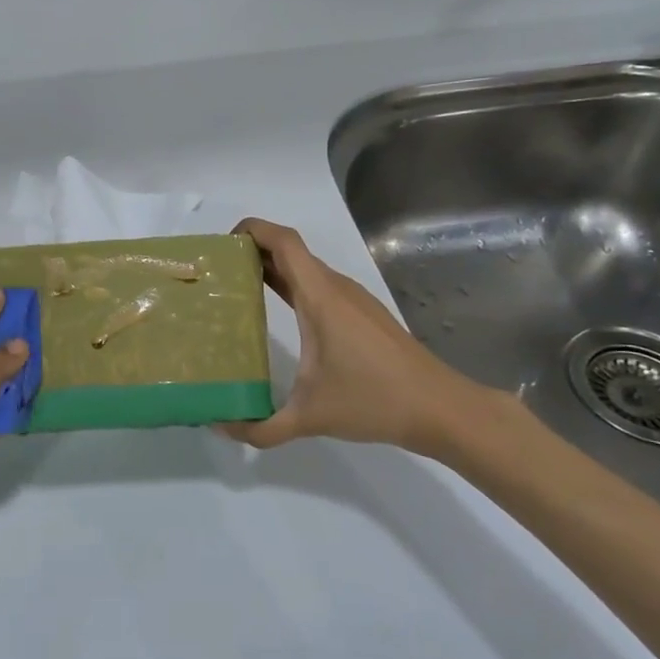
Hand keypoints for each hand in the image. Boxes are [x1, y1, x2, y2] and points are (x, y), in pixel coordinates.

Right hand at [220, 218, 499, 455]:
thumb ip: (261, 427)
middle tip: (217, 273)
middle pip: (289, 250)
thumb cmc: (375, 401)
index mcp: (320, 297)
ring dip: (271, 269)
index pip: (283, 241)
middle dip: (251, 252)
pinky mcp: (362, 314)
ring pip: (305, 268)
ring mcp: (352, 300)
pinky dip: (291, 286)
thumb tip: (221, 428)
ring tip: (237, 291)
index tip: (221, 246)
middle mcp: (335, 288)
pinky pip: (318, 286)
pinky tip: (278, 314)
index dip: (252, 230)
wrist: (442, 409)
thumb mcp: (309, 417)